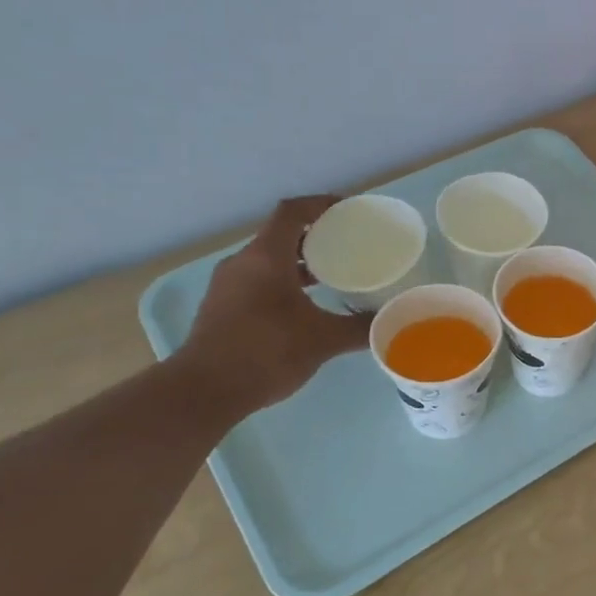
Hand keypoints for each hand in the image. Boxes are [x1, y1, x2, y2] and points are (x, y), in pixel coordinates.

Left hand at [172, 196, 369, 418]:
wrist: (204, 390)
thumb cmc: (266, 352)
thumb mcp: (323, 340)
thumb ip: (360, 328)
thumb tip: (390, 321)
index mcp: (266, 257)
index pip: (292, 212)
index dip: (320, 204)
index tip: (348, 210)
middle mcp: (243, 262)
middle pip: (280, 235)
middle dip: (314, 236)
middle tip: (347, 246)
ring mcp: (227, 285)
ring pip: (267, 260)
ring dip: (298, 262)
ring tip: (331, 276)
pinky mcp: (221, 307)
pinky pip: (257, 280)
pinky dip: (282, 282)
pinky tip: (303, 306)